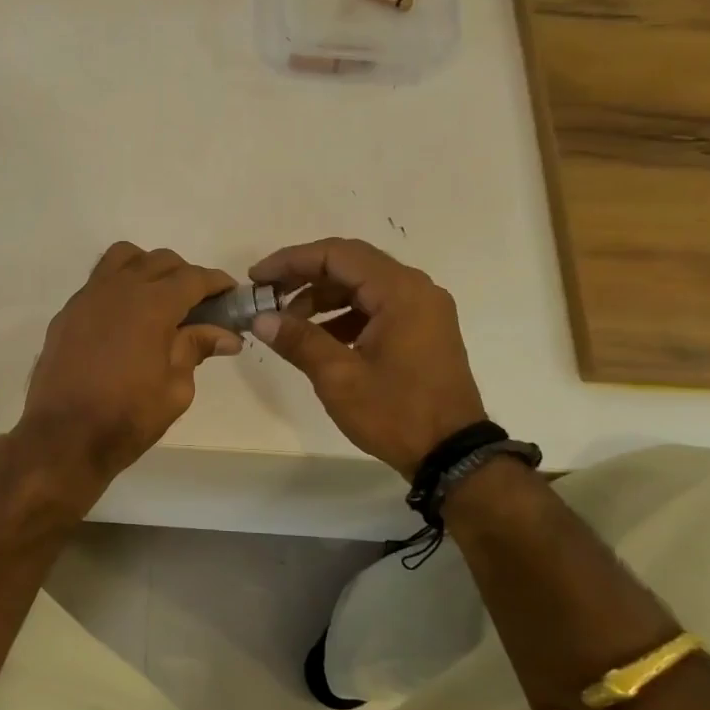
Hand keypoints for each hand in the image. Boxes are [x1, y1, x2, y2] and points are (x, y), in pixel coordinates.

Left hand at [18, 242, 241, 484]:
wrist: (63, 437)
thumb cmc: (127, 416)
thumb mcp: (176, 388)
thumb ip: (197, 349)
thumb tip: (225, 335)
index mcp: (152, 304)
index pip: (193, 277)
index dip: (216, 283)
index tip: (230, 295)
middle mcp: (119, 288)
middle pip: (159, 261)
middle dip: (185, 275)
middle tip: (198, 305)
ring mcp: (87, 297)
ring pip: (123, 258)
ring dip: (147, 269)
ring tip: (157, 300)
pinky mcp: (67, 313)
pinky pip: (98, 282)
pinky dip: (118, 288)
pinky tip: (124, 321)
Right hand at [249, 238, 485, 480]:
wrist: (452, 454)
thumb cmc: (395, 412)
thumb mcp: (339, 377)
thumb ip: (299, 340)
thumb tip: (261, 318)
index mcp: (400, 291)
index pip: (337, 255)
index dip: (291, 261)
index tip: (257, 278)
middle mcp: (416, 289)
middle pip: (351, 264)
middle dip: (304, 276)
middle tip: (267, 295)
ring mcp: (423, 309)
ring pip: (363, 285)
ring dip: (322, 297)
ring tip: (287, 322)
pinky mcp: (422, 330)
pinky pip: (376, 307)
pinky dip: (344, 314)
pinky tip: (318, 338)